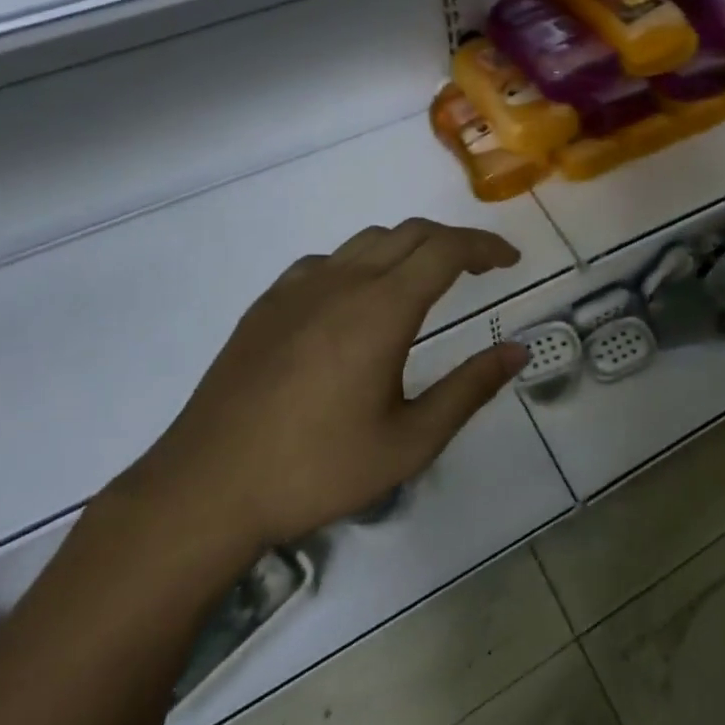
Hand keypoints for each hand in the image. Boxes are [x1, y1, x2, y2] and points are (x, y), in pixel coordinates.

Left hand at [121, 219, 528, 560]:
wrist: (205, 491)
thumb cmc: (317, 470)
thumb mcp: (409, 442)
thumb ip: (470, 389)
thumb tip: (518, 350)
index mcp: (382, 309)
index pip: (447, 250)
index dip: (485, 246)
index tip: (510, 260)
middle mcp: (343, 282)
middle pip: (411, 233)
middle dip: (455, 241)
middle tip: (481, 268)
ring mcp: (299, 288)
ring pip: (369, 240)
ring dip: (410, 246)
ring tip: (428, 278)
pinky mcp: (268, 304)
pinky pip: (328, 260)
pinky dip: (362, 262)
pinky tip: (358, 299)